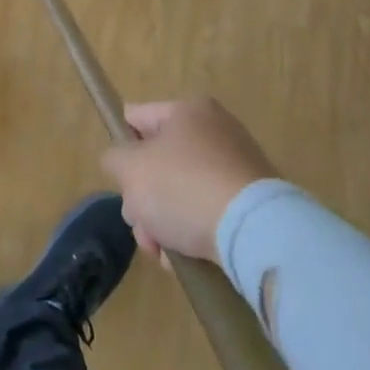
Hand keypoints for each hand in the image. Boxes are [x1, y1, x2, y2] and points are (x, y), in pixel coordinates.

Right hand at [101, 98, 277, 262]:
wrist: (255, 232)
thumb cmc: (183, 187)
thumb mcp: (130, 169)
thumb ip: (114, 159)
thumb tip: (121, 162)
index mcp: (188, 110)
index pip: (136, 118)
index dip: (121, 146)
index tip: (120, 179)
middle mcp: (216, 130)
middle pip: (158, 162)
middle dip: (142, 198)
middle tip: (139, 225)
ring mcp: (238, 167)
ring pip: (181, 192)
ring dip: (162, 222)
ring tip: (161, 252)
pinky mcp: (253, 203)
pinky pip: (208, 212)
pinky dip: (192, 233)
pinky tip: (183, 259)